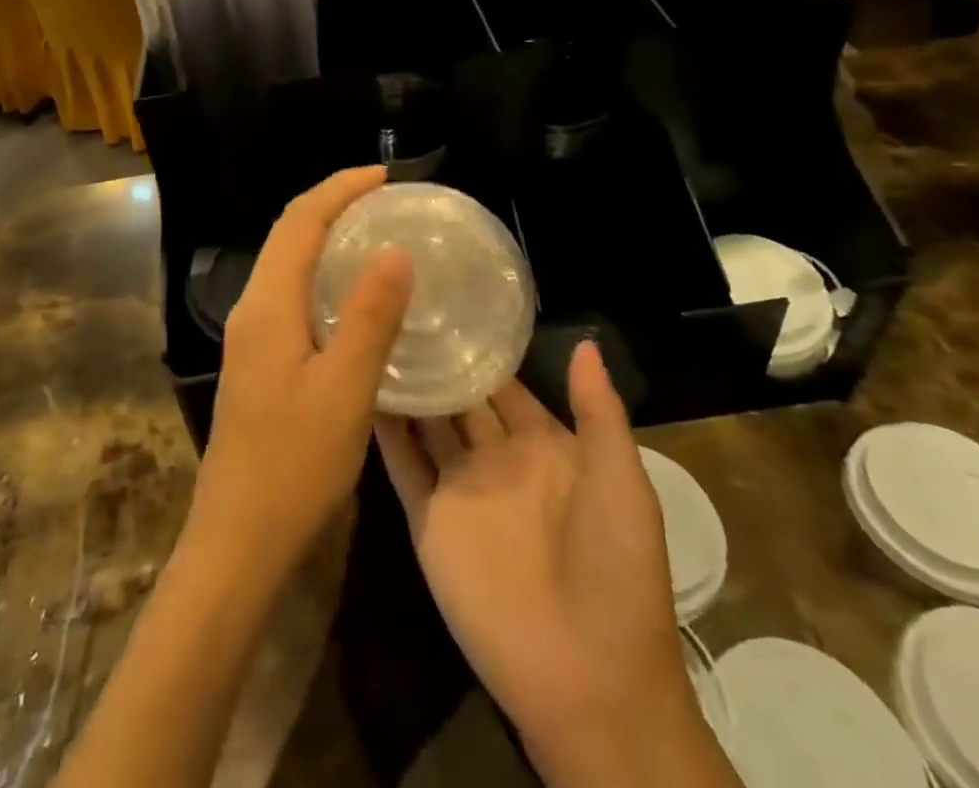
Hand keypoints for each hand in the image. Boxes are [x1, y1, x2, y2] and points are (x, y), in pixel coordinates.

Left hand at [189, 167, 413, 580]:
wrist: (237, 541)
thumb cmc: (294, 466)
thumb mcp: (346, 390)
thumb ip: (371, 316)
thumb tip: (395, 250)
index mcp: (268, 305)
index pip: (300, 222)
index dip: (339, 189)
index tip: (384, 176)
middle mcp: (252, 309)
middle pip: (288, 235)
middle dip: (332, 204)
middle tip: (384, 197)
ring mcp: (250, 336)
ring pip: (286, 263)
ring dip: (324, 236)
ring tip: (373, 231)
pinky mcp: (258, 360)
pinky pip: (290, 293)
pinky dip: (320, 273)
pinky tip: (352, 294)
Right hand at [376, 346, 735, 787]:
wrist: (592, 680)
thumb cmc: (616, 569)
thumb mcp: (621, 480)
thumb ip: (599, 411)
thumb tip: (586, 342)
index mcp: (543, 446)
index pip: (502, 383)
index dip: (478, 346)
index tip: (446, 297)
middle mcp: (496, 459)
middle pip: (458, 397)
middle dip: (434, 355)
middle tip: (397, 303)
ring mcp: (460, 489)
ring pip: (426, 423)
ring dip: (404, 384)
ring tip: (368, 330)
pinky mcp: (429, 522)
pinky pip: (402, 467)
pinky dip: (382, 431)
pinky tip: (357, 388)